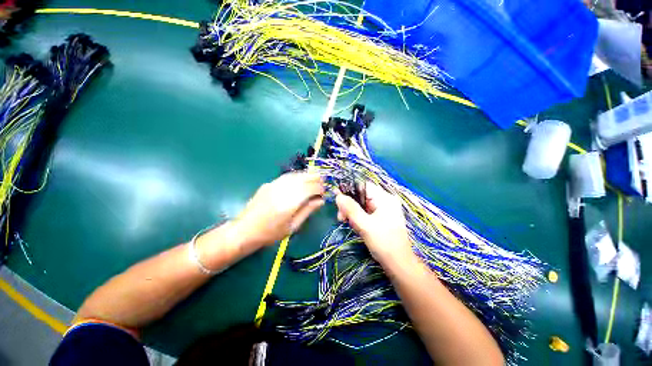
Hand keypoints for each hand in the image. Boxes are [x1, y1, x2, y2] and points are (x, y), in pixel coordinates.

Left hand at [233, 172, 324, 248]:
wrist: (245, 231)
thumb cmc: (270, 233)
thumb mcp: (293, 226)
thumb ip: (308, 211)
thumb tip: (321, 201)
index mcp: (289, 202)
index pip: (310, 188)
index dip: (320, 188)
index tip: (324, 193)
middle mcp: (282, 190)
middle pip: (304, 178)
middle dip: (315, 179)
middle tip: (322, 184)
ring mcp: (274, 185)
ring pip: (295, 175)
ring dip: (307, 176)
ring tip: (314, 179)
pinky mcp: (269, 184)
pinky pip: (286, 177)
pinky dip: (296, 177)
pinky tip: (300, 180)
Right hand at [335, 183, 412, 264]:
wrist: (399, 265)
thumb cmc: (384, 243)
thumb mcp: (365, 225)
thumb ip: (351, 209)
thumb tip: (338, 196)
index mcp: (385, 199)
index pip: (364, 187)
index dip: (349, 192)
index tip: (338, 202)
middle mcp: (385, 201)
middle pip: (362, 196)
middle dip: (350, 206)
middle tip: (341, 218)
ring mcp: (383, 210)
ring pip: (362, 206)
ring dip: (352, 213)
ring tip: (347, 223)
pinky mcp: (381, 219)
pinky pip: (366, 213)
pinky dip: (358, 218)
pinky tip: (354, 226)